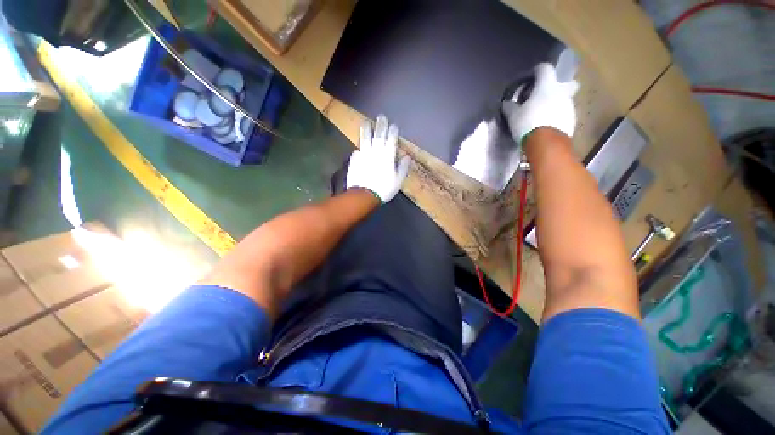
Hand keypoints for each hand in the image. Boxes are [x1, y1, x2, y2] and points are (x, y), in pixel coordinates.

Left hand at [347, 115, 409, 202]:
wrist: (364, 195)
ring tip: (366, 122)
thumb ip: (403, 167)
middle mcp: (376, 152)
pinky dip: (358, 148)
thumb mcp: (398, 180)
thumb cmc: (384, 189)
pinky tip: (358, 147)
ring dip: (366, 130)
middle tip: (381, 116)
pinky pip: (357, 151)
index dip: (393, 132)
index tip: (393, 125)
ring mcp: (363, 155)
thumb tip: (406, 157)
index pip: (391, 140)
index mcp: (388, 156)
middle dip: (381, 125)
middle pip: (378, 135)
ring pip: (365, 139)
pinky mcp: (354, 160)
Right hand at [502, 63, 578, 144]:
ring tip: (544, 115)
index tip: (532, 76)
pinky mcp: (572, 121)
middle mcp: (562, 92)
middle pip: (566, 83)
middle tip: (546, 96)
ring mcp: (569, 106)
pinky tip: (548, 126)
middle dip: (559, 87)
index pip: (545, 68)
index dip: (538, 70)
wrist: (546, 143)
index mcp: (547, 86)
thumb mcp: (513, 116)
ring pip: (565, 100)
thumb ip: (510, 107)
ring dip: (556, 104)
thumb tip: (506, 104)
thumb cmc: (528, 123)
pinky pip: (564, 114)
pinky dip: (557, 117)